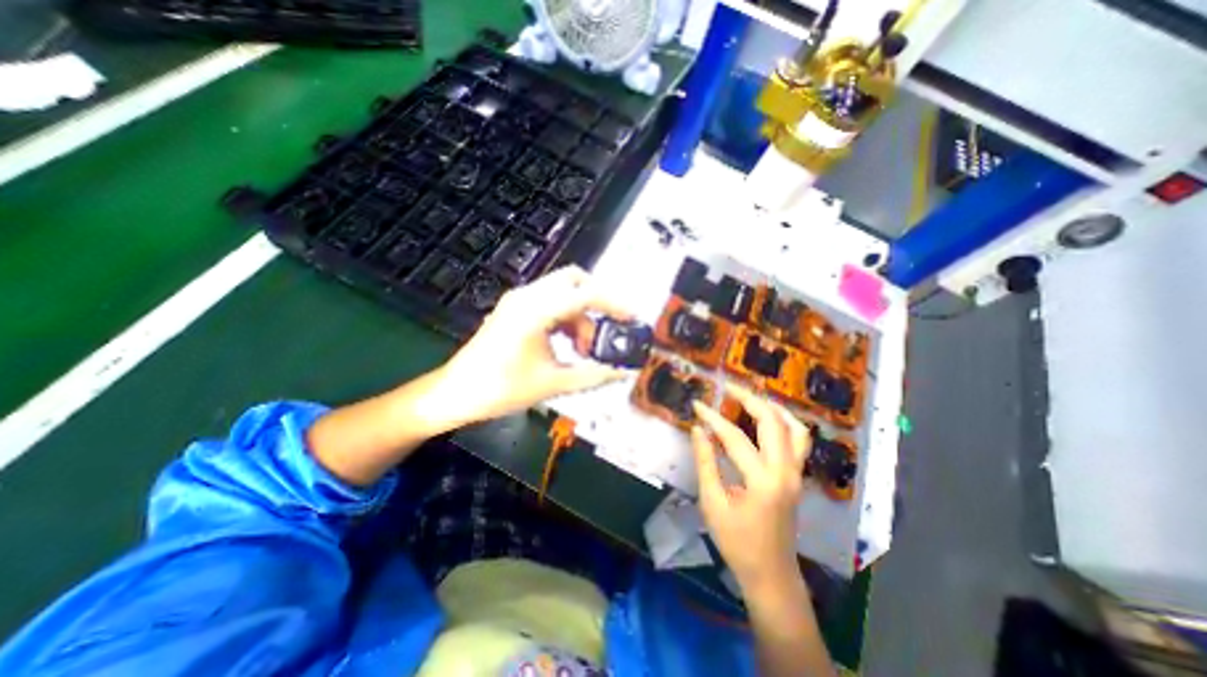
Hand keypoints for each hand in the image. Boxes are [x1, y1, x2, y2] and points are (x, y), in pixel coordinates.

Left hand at [435, 264, 633, 427]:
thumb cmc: (500, 388)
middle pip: (575, 280)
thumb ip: (593, 375)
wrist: (457, 393)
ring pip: (563, 292)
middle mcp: (527, 297)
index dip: (614, 304)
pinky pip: (551, 302)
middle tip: (609, 328)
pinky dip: (567, 317)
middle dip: (598, 301)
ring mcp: (519, 301)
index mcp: (536, 311)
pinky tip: (569, 343)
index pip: (586, 294)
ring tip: (586, 348)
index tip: (632, 317)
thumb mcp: (553, 383)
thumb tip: (623, 372)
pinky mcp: (516, 309)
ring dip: (581, 314)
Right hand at [689, 386, 808, 590]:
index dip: (713, 417)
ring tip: (752, 397)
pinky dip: (785, 423)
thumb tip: (698, 429)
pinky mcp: (797, 477)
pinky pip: (799, 441)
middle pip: (772, 422)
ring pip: (795, 429)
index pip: (735, 437)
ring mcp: (796, 474)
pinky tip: (769, 419)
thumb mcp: (713, 502)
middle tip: (728, 388)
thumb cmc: (737, 541)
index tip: (697, 404)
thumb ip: (705, 462)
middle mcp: (785, 471)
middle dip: (750, 399)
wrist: (771, 573)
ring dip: (773, 408)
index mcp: (762, 481)